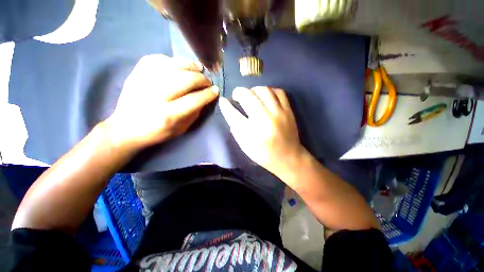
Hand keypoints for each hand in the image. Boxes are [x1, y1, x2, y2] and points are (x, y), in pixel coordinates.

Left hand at [105, 54, 218, 151]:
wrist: (125, 128)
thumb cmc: (157, 133)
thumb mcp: (181, 129)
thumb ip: (194, 114)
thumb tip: (205, 98)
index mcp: (168, 115)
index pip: (195, 100)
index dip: (208, 94)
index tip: (216, 90)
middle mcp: (156, 97)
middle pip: (186, 80)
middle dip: (202, 79)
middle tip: (208, 81)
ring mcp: (144, 82)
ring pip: (173, 66)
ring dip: (190, 65)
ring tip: (198, 68)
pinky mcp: (136, 74)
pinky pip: (156, 59)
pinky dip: (171, 60)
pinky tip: (179, 64)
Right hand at [219, 87, 303, 176]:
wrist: (288, 157)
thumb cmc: (264, 154)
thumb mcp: (245, 145)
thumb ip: (235, 127)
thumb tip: (229, 109)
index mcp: (252, 133)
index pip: (234, 114)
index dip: (225, 105)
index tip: (223, 100)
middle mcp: (265, 120)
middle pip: (248, 96)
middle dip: (238, 92)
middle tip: (237, 95)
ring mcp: (279, 114)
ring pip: (264, 90)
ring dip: (253, 89)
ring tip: (251, 95)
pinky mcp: (289, 111)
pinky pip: (278, 92)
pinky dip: (269, 90)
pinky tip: (265, 96)